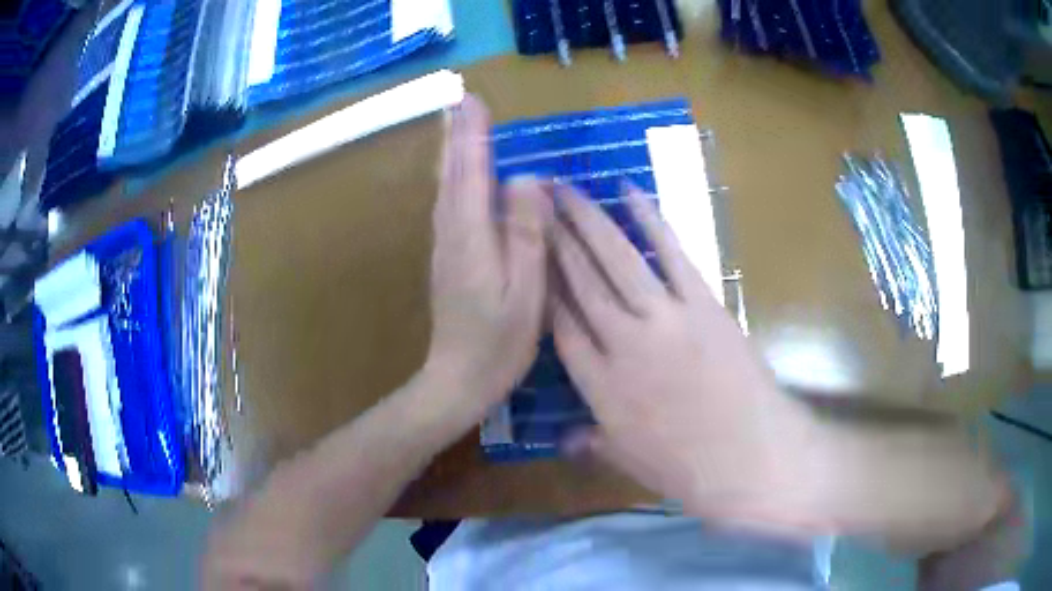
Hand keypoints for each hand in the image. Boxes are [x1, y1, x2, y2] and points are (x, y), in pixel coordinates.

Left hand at [426, 95, 551, 419]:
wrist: (457, 380)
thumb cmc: (499, 342)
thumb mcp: (527, 291)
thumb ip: (528, 233)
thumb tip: (528, 179)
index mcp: (472, 236)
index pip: (472, 170)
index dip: (474, 134)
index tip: (472, 99)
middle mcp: (451, 232)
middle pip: (451, 173)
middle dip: (456, 134)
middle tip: (458, 101)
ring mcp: (444, 246)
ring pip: (444, 187)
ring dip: (450, 152)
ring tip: (455, 125)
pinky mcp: (446, 258)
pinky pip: (447, 205)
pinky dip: (451, 178)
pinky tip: (457, 175)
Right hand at [553, 183, 817, 527]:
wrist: (748, 456)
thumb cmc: (686, 467)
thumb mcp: (627, 461)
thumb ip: (591, 442)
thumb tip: (563, 440)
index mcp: (597, 385)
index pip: (558, 324)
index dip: (541, 286)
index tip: (528, 256)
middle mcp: (621, 343)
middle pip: (579, 282)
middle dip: (553, 239)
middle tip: (535, 203)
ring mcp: (663, 319)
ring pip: (615, 259)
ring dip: (588, 220)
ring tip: (565, 189)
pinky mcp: (701, 303)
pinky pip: (671, 253)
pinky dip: (651, 220)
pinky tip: (630, 192)